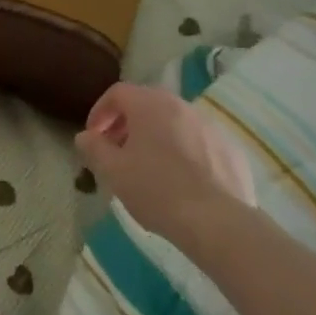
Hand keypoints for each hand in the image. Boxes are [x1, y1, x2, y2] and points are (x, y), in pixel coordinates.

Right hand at [75, 82, 256, 252]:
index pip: (117, 93)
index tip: (93, 137)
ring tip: (148, 166)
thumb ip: (94, 148)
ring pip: (174, 122)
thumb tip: (85, 136)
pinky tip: (181, 179)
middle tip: (117, 150)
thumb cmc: (157, 190)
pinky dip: (183, 150)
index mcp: (150, 105)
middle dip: (127, 123)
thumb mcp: (113, 172)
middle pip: (147, 104)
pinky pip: (197, 141)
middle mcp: (181, 105)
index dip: (100, 112)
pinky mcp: (230, 148)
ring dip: (156, 136)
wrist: (217, 221)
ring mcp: (209, 125)